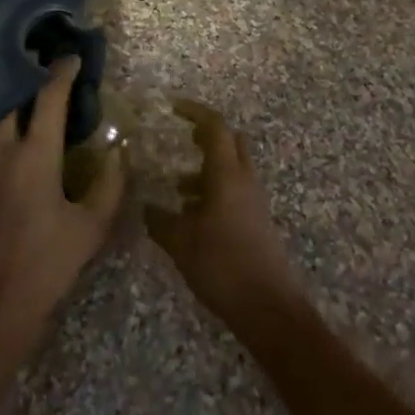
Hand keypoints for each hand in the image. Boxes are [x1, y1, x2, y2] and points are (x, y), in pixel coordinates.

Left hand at [0, 56, 124, 365]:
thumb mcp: (92, 228)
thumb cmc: (45, 269)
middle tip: (28, 59)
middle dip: (19, 70)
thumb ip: (110, 183)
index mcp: (38, 153)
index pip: (51, 96)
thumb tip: (118, 148)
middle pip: (7, 93)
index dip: (62, 71)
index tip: (70, 58)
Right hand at [145, 101, 304, 328]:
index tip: (173, 108)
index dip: (195, 112)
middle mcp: (244, 179)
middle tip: (180, 139)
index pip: (215, 126)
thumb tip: (147, 207)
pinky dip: (214, 190)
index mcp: (227, 173)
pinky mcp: (256, 220)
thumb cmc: (222, 265)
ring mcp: (253, 200)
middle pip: (230, 141)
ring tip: (176, 186)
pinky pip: (234, 191)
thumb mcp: (181, 243)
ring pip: (231, 168)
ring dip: (207, 168)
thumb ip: (161, 221)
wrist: (268, 306)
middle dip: (206, 135)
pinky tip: (192, 216)